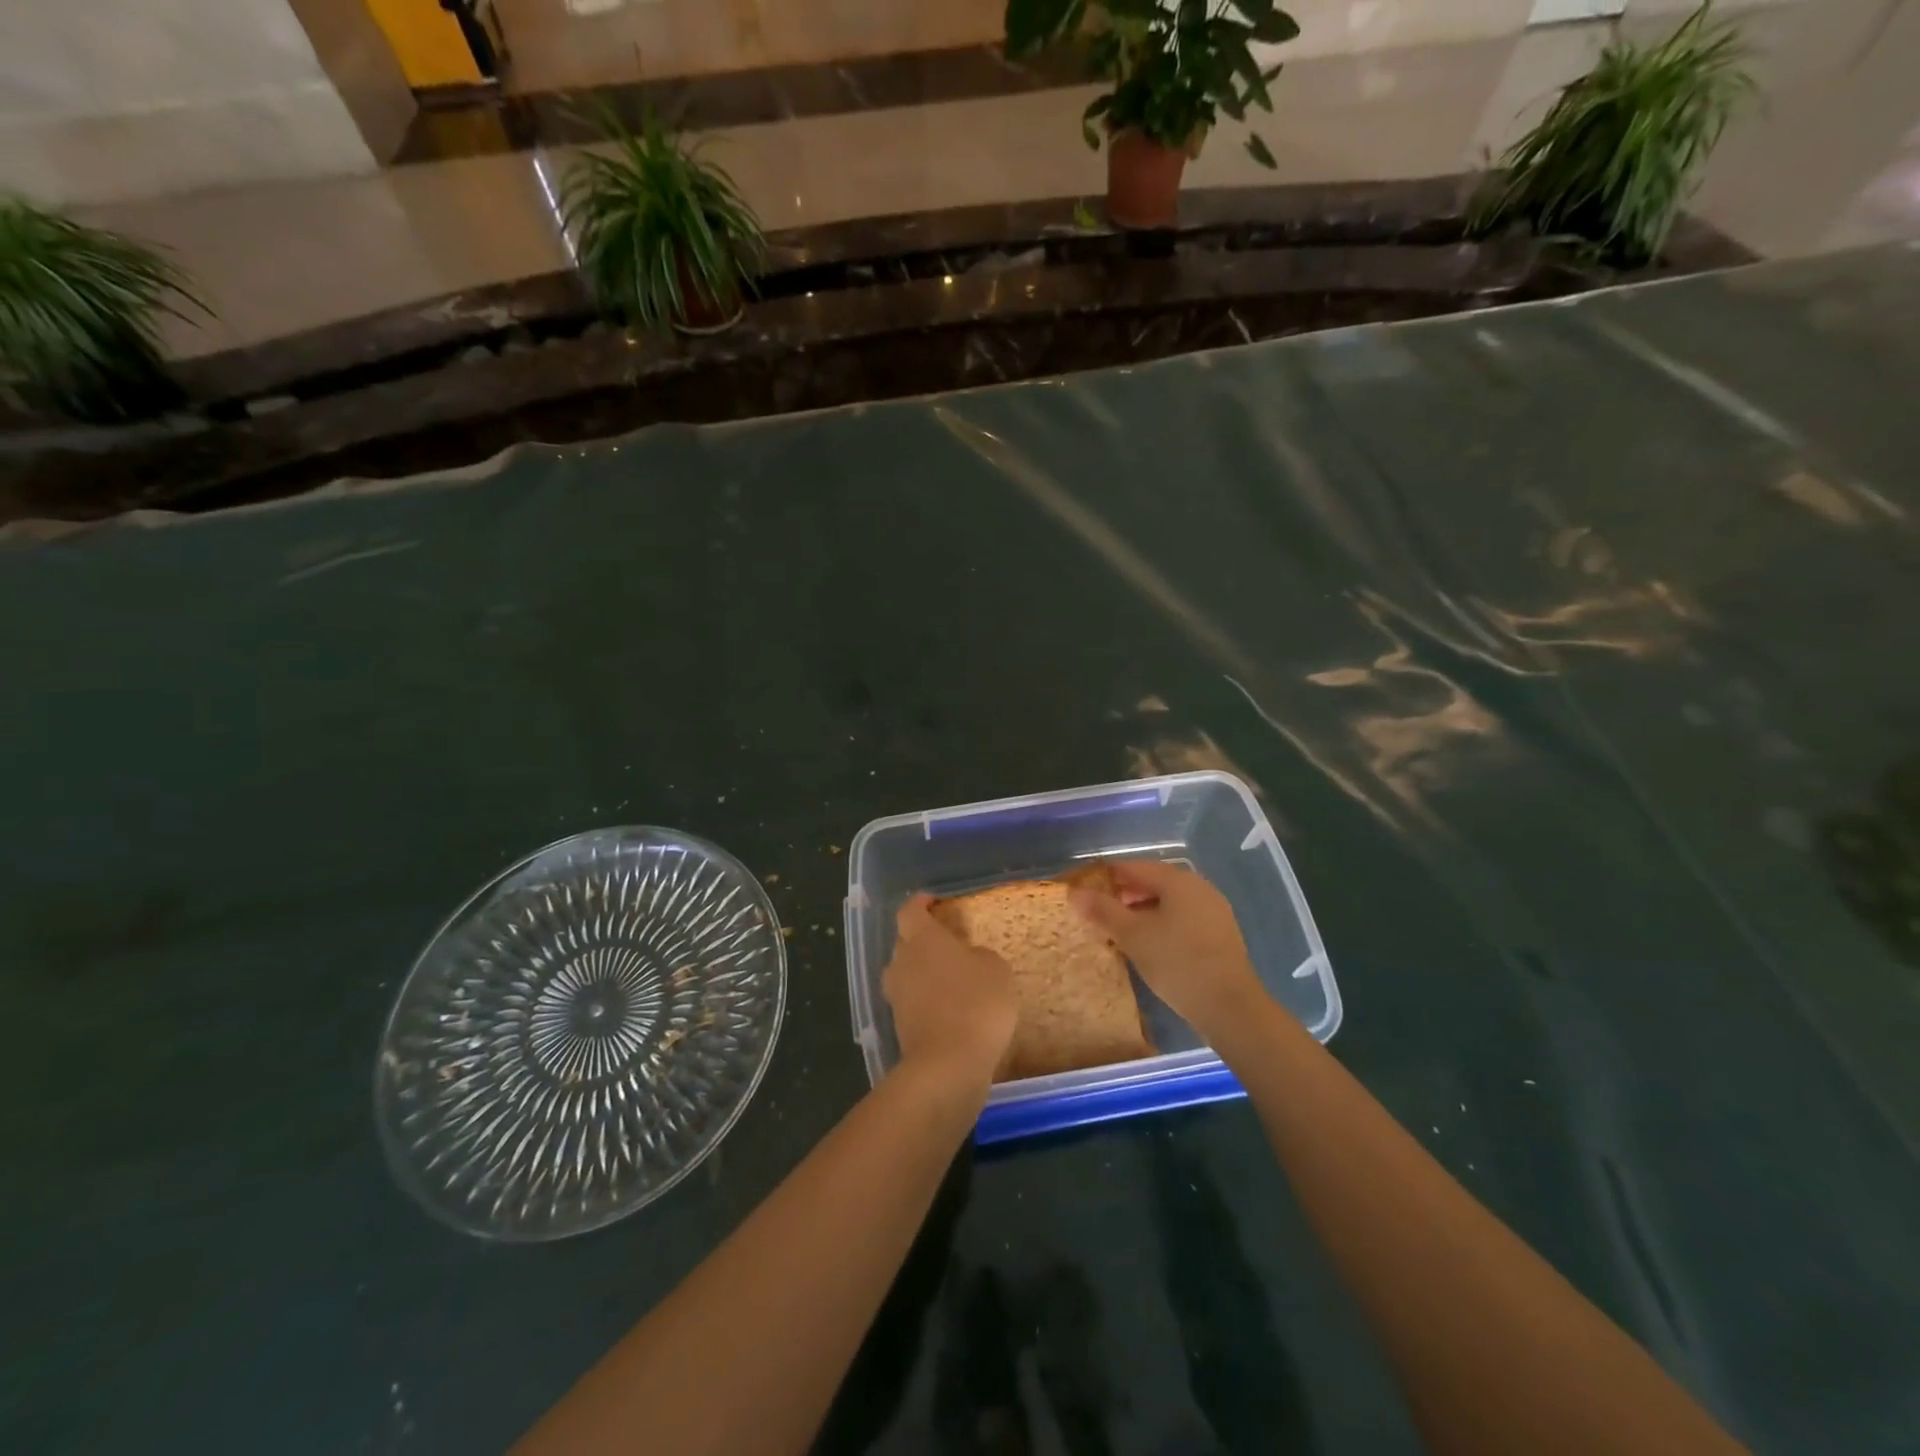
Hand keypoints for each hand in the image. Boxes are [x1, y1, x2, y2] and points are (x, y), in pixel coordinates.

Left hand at [883, 894, 1016, 1096]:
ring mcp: (897, 996)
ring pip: (906, 973)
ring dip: (924, 973)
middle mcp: (902, 962)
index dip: (921, 903)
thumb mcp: (996, 969)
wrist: (949, 1065)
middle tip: (950, 944)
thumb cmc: (976, 1004)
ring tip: (951, 979)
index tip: (935, 903)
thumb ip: (979, 956)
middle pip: (905, 942)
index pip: (910, 910)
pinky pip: (912, 1002)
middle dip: (923, 940)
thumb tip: (969, 960)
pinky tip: (950, 1010)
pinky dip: (926, 1001)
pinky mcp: (899, 1027)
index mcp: (922, 938)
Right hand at [1068, 860, 1266, 1040]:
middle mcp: (1199, 887)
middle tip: (1099, 912)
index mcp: (1177, 880)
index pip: (1132, 867)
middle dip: (1124, 894)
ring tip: (1120, 930)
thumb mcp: (1132, 936)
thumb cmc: (1177, 962)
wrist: (1230, 1007)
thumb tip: (1075, 892)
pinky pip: (1183, 917)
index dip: (1105, 876)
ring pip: (1169, 901)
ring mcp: (1214, 910)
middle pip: (1153, 881)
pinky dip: (1162, 923)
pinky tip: (1150, 944)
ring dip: (1143, 910)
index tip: (1083, 891)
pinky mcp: (1220, 934)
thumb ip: (1103, 910)